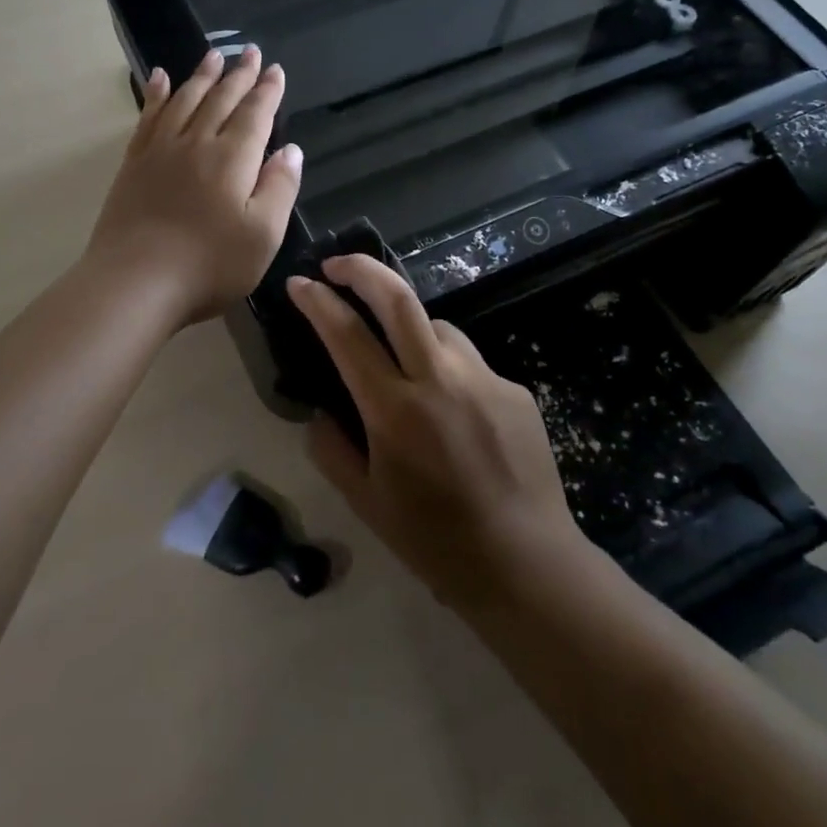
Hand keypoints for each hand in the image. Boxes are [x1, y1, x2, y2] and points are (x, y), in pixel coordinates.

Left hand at [87, 48, 302, 325]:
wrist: (135, 283)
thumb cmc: (209, 265)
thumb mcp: (263, 235)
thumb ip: (280, 188)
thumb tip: (290, 150)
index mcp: (233, 159)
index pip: (255, 115)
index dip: (268, 91)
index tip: (275, 70)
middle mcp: (197, 143)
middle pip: (221, 100)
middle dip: (239, 75)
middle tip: (249, 51)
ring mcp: (160, 151)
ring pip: (184, 100)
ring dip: (201, 76)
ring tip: (213, 56)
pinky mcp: (133, 165)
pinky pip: (148, 117)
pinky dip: (156, 94)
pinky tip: (159, 79)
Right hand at [287, 255, 581, 606]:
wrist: (526, 562)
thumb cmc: (434, 540)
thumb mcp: (365, 502)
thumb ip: (331, 449)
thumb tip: (321, 411)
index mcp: (394, 411)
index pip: (347, 335)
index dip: (318, 302)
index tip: (299, 283)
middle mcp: (440, 381)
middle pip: (399, 299)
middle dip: (362, 270)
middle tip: (337, 264)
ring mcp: (484, 379)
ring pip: (438, 327)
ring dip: (411, 331)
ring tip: (404, 365)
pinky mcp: (515, 389)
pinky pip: (470, 364)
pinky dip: (450, 373)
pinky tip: (455, 414)